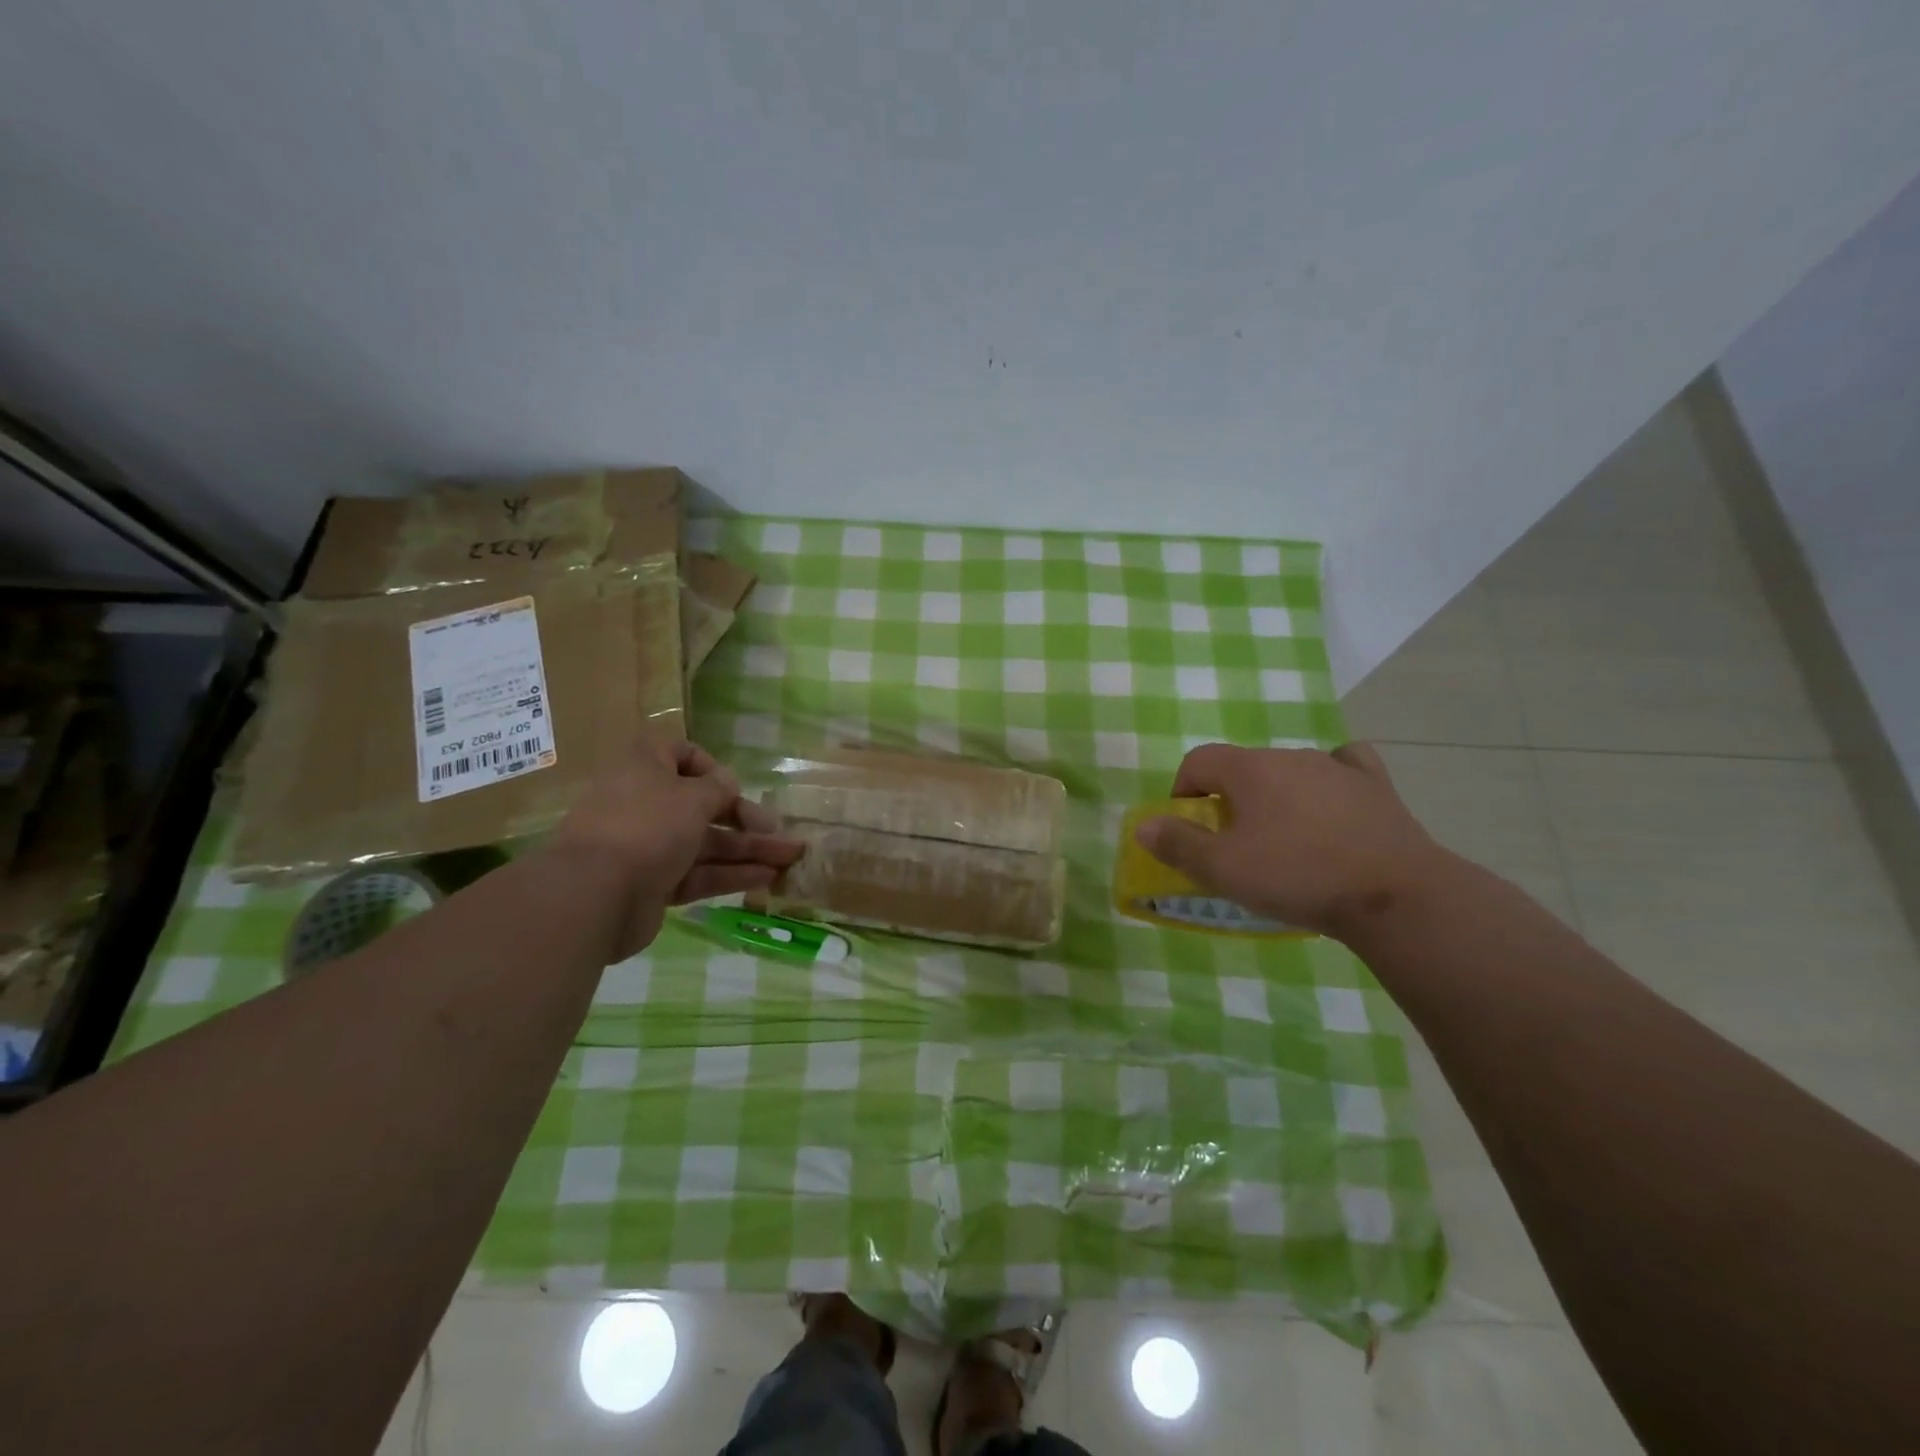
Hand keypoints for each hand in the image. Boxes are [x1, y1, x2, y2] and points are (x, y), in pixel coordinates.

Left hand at [546, 739, 802, 951]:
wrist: (595, 894)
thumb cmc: (647, 826)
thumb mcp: (693, 797)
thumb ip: (719, 789)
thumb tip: (728, 784)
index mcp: (645, 768)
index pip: (679, 754)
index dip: (710, 767)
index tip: (733, 786)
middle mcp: (645, 803)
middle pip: (701, 805)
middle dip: (745, 818)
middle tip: (779, 831)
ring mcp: (647, 846)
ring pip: (705, 843)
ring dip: (748, 849)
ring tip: (790, 858)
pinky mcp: (653, 884)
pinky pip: (698, 873)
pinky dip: (731, 874)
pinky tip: (767, 878)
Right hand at [1135, 742, 1450, 939]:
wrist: (1393, 895)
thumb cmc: (1297, 876)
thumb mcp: (1224, 870)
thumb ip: (1178, 844)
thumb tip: (1143, 825)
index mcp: (1249, 768)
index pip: (1199, 760)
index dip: (1183, 789)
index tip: (1188, 826)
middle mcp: (1290, 755)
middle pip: (1244, 766)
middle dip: (1229, 797)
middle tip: (1234, 843)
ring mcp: (1336, 766)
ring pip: (1290, 770)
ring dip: (1275, 795)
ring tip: (1284, 839)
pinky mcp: (1375, 785)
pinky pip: (1345, 766)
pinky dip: (1331, 779)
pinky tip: (1334, 801)